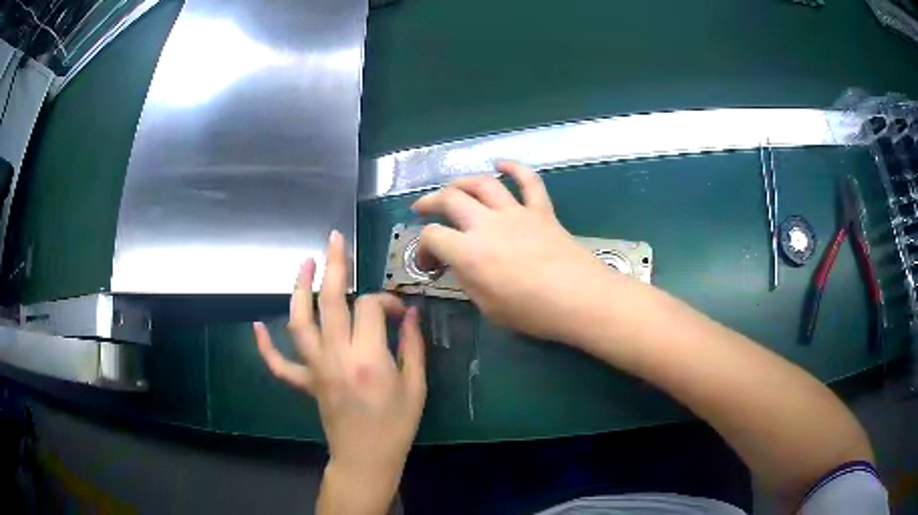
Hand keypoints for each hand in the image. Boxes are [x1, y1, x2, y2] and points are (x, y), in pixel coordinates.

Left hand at [253, 231, 425, 511]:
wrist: (366, 458)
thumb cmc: (396, 426)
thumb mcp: (416, 386)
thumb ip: (412, 346)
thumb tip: (409, 313)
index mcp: (368, 358)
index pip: (369, 307)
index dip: (385, 300)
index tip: (397, 310)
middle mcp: (336, 356)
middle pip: (330, 301)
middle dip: (333, 265)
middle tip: (334, 239)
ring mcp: (315, 369)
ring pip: (299, 321)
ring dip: (299, 289)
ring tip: (303, 264)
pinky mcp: (306, 382)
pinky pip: (279, 364)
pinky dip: (265, 345)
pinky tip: (258, 326)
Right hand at [412, 161, 617, 343]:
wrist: (580, 299)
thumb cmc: (533, 313)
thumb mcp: (488, 307)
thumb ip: (469, 281)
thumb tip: (461, 265)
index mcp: (469, 252)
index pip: (432, 236)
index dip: (422, 249)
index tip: (429, 264)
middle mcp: (487, 224)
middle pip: (450, 199)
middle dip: (430, 201)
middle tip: (422, 208)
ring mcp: (516, 213)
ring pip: (483, 183)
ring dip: (462, 181)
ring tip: (452, 187)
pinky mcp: (541, 210)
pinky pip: (528, 181)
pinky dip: (514, 168)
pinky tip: (501, 164)